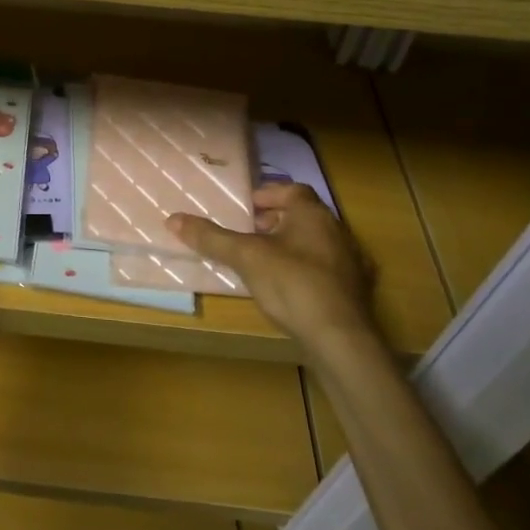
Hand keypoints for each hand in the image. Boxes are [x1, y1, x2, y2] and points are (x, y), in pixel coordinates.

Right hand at [168, 183, 371, 343]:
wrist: (341, 339)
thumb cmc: (293, 284)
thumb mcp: (245, 257)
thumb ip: (211, 238)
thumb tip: (172, 219)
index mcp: (313, 214)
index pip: (292, 190)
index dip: (268, 195)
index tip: (246, 208)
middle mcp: (337, 231)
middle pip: (304, 216)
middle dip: (275, 221)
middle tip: (249, 234)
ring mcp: (352, 263)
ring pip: (316, 244)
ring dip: (292, 247)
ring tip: (264, 263)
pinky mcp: (356, 293)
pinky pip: (327, 271)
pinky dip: (307, 273)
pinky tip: (290, 290)